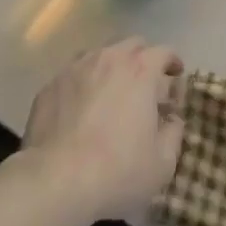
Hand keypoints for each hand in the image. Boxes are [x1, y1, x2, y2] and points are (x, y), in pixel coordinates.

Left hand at [21, 37, 184, 224]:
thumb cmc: (117, 171)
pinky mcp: (50, 84)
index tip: (176, 75)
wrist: (55, 180)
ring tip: (112, 91)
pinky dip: (84, 82)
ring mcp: (75, 68)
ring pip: (100, 54)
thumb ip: (173, 134)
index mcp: (140, 71)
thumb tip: (172, 120)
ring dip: (112, 66)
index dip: (172, 62)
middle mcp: (108, 59)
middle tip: (146, 83)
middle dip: (143, 58)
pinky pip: (74, 73)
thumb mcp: (162, 163)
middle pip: (131, 45)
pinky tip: (81, 106)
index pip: (163, 52)